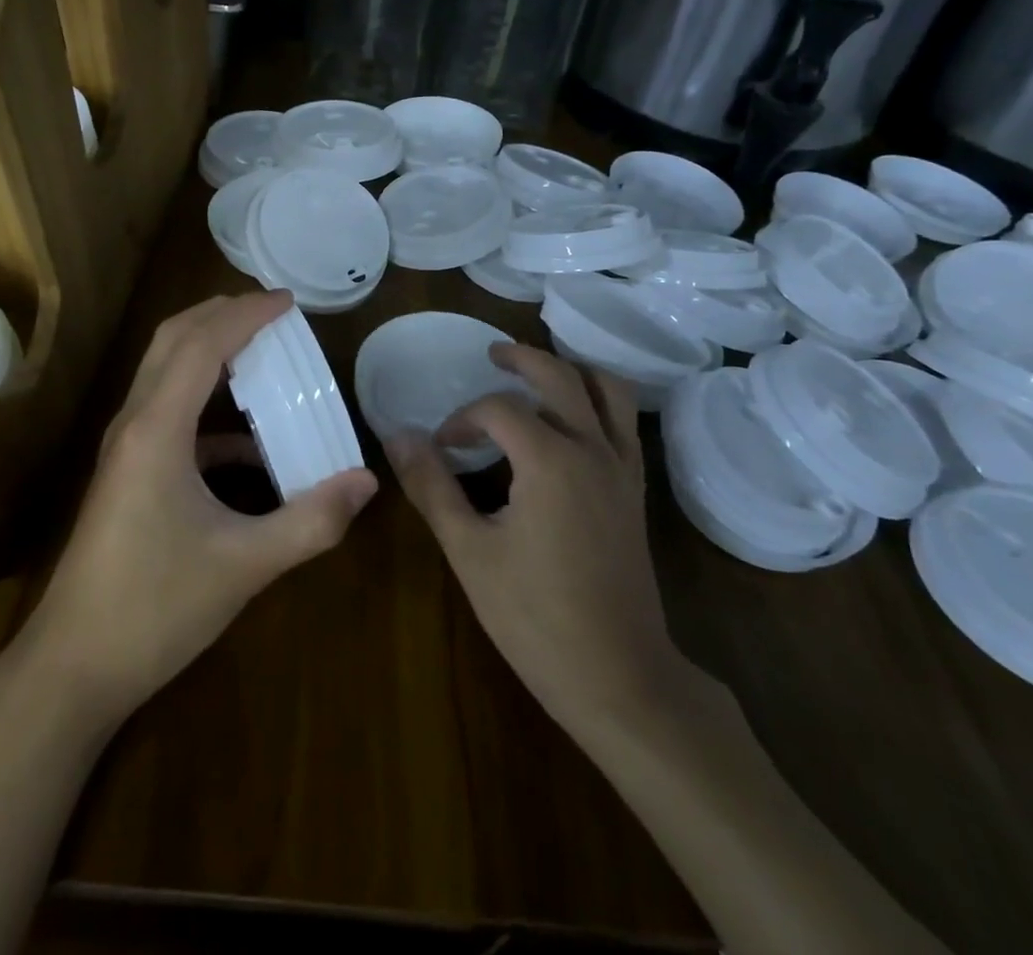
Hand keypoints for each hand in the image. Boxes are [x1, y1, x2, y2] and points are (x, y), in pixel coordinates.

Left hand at [13, 290, 376, 724]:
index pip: (202, 344)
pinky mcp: (127, 475)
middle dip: (220, 314)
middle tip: (272, 311)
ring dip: (209, 351)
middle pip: (172, 341)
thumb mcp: (244, 566)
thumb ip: (311, 521)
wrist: (71, 669)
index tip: (289, 302)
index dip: (246, 314)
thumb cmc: (154, 608)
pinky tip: (248, 444)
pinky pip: (168, 417)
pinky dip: (208, 409)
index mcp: (157, 430)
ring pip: (164, 373)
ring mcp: (125, 450)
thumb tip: (367, 482)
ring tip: (261, 352)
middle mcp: (134, 425)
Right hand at [388, 345, 673, 742]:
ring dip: (571, 370)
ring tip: (540, 371)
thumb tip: (397, 436)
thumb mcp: (469, 551)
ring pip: (607, 391)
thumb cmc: (535, 617)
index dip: (463, 418)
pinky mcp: (635, 492)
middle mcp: (592, 449)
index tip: (441, 447)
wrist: (620, 678)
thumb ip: (432, 486)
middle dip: (522, 360)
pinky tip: (575, 419)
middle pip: (560, 377)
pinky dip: (600, 401)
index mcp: (550, 459)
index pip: (499, 409)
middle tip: (492, 355)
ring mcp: (622, 470)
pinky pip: (624, 424)